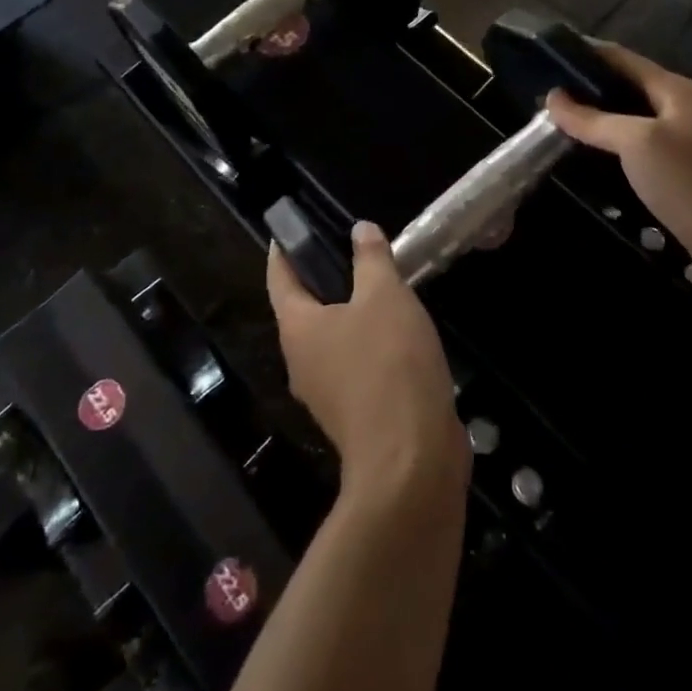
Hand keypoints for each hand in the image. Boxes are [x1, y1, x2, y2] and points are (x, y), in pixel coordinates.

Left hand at [267, 223, 469, 500]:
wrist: (412, 461)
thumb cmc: (389, 365)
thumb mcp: (385, 297)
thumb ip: (371, 259)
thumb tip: (359, 229)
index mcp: (299, 329)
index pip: (279, 279)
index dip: (283, 252)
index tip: (289, 229)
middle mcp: (303, 361)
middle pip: (305, 310)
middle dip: (323, 280)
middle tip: (351, 250)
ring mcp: (328, 393)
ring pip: (333, 340)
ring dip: (352, 313)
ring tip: (382, 287)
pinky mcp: (356, 415)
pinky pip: (356, 365)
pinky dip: (370, 343)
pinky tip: (400, 333)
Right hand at [545, 42, 691, 296]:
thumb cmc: (691, 183)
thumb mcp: (637, 143)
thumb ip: (594, 120)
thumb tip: (552, 98)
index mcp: (677, 91)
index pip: (623, 58)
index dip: (587, 53)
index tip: (549, 57)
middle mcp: (684, 110)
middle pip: (628, 88)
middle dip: (589, 90)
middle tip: (546, 98)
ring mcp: (688, 145)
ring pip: (634, 122)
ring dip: (600, 122)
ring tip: (560, 126)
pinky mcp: (686, 177)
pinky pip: (641, 152)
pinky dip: (615, 150)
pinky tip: (592, 162)